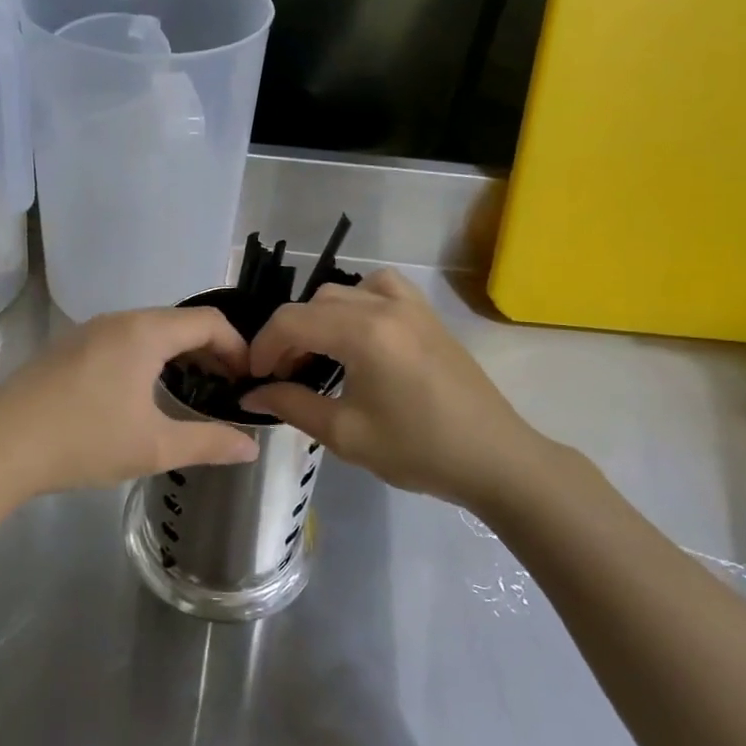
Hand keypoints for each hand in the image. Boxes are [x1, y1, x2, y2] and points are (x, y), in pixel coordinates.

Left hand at [0, 307, 259, 503]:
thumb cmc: (84, 441)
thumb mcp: (154, 447)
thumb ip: (209, 443)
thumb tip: (250, 446)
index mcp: (144, 332)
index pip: (209, 322)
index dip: (238, 347)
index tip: (249, 380)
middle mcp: (117, 320)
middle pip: (179, 322)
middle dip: (209, 351)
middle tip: (225, 389)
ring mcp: (86, 331)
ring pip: (147, 330)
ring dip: (176, 354)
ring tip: (188, 392)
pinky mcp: (65, 348)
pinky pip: (120, 340)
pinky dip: (146, 357)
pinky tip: (140, 395)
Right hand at [242, 269, 562, 512]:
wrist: (494, 458)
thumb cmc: (418, 450)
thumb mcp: (346, 434)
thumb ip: (292, 405)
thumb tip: (251, 393)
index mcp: (364, 333)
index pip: (292, 322)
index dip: (263, 346)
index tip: (254, 377)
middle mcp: (384, 306)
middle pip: (314, 303)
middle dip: (288, 335)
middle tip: (284, 375)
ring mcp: (411, 305)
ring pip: (345, 290)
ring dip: (320, 317)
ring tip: (319, 354)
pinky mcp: (427, 314)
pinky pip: (381, 287)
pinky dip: (358, 301)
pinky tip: (359, 333)